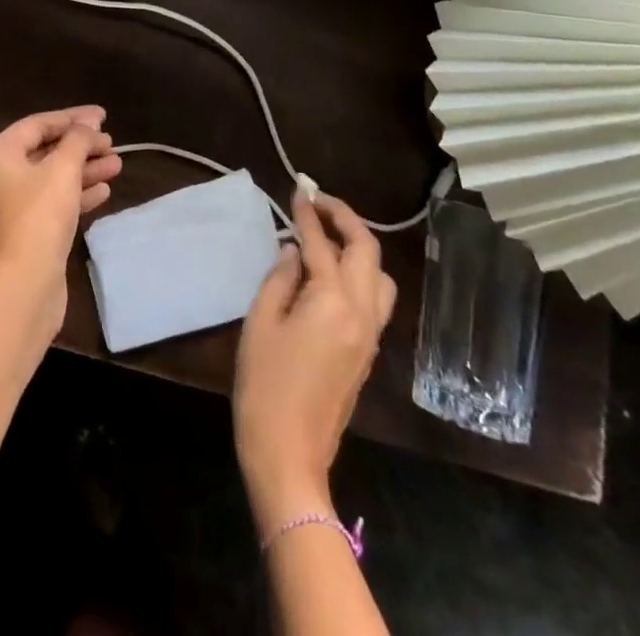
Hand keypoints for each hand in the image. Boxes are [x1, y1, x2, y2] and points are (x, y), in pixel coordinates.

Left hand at [0, 107, 121, 317]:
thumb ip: (78, 140)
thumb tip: (88, 124)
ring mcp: (5, 208)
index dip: (73, 118)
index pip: (37, 125)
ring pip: (50, 179)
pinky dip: (75, 195)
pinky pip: (49, 204)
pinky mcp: (20, 234)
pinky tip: (104, 192)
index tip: (103, 116)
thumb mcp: (63, 168)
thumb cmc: (39, 214)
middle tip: (112, 144)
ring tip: (117, 165)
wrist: (23, 284)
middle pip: (43, 152)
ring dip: (83, 171)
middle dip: (81, 147)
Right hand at [233, 192, 397, 531]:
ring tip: (328, 234)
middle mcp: (361, 312)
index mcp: (332, 301)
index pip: (321, 242)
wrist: (289, 453)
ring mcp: (370, 334)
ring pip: (379, 274)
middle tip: (316, 200)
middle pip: (366, 250)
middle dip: (344, 218)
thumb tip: (294, 251)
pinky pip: (375, 297)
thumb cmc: (264, 385)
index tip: (298, 187)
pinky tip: (332, 271)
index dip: (308, 211)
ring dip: (359, 245)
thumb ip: (280, 278)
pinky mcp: (368, 351)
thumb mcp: (260, 322)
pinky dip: (360, 271)